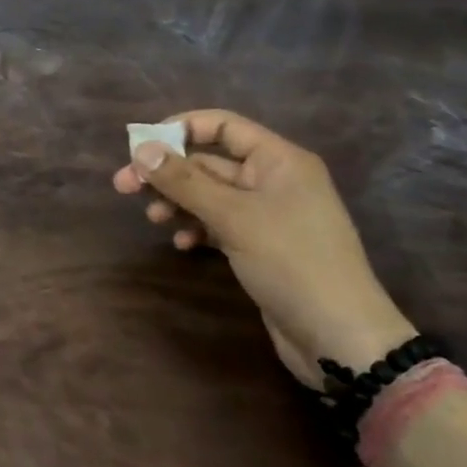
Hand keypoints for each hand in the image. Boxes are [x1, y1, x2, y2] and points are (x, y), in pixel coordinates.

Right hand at [113, 109, 415, 382]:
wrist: (342, 340)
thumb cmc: (292, 263)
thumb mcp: (233, 217)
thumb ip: (185, 181)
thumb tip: (141, 149)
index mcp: (278, 160)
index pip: (222, 126)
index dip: (180, 129)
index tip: (141, 146)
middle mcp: (273, 180)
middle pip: (209, 162)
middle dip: (168, 173)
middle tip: (124, 186)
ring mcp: (268, 215)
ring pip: (210, 194)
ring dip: (178, 201)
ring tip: (152, 219)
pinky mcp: (261, 246)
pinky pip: (219, 223)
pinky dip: (197, 227)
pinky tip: (181, 243)